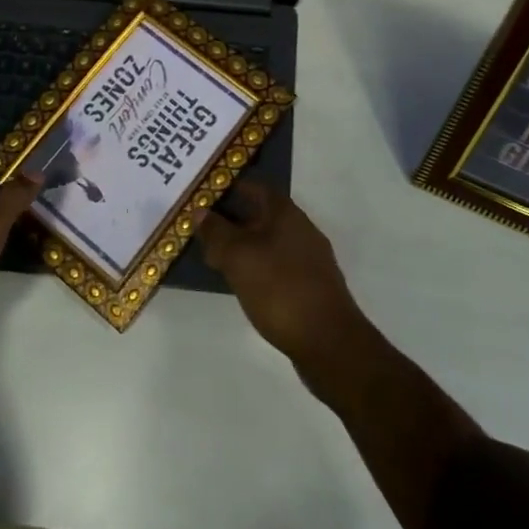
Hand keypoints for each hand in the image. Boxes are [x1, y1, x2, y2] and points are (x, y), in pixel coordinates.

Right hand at [198, 182, 365, 366]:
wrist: (329, 341)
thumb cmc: (280, 289)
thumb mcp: (239, 258)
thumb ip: (217, 232)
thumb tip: (199, 211)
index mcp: (285, 212)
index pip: (253, 187)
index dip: (227, 187)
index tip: (201, 196)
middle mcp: (300, 228)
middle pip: (260, 214)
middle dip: (230, 220)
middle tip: (200, 229)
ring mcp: (308, 257)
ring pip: (267, 241)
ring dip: (242, 245)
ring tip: (213, 257)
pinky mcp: (310, 285)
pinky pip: (276, 264)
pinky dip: (256, 266)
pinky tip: (241, 283)